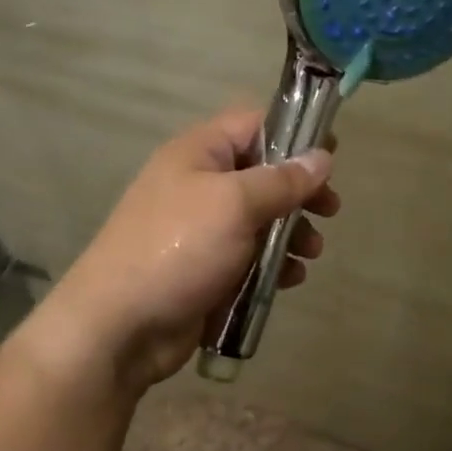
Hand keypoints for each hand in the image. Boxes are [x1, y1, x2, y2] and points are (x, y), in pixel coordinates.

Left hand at [25, 107, 338, 394]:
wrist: (120, 326)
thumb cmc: (179, 248)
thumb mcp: (235, 204)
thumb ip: (282, 180)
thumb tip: (322, 157)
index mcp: (199, 153)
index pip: (254, 124)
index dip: (295, 132)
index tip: (331, 155)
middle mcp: (200, 184)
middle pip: (264, 174)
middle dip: (300, 193)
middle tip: (330, 210)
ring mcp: (203, 229)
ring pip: (262, 219)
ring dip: (292, 233)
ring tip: (311, 252)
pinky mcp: (208, 268)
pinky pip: (251, 256)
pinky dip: (273, 264)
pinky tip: (290, 279)